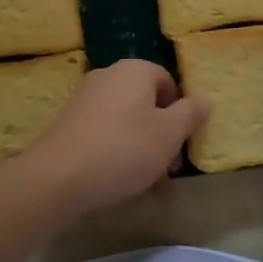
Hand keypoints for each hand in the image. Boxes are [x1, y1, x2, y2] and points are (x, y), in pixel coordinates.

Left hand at [24, 60, 206, 216]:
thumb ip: (190, 114)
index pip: (168, 83)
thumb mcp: (169, 134)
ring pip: (128, 125)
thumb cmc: (124, 149)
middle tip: (170, 173)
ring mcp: (87, 100)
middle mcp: (109, 77)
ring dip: (145, 154)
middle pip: (148, 106)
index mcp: (135, 70)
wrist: (59, 176)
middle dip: (163, 140)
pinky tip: (126, 188)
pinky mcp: (71, 124)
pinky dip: (120, 156)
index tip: (184, 143)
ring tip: (153, 191)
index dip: (181, 113)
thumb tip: (203, 100)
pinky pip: (107, 136)